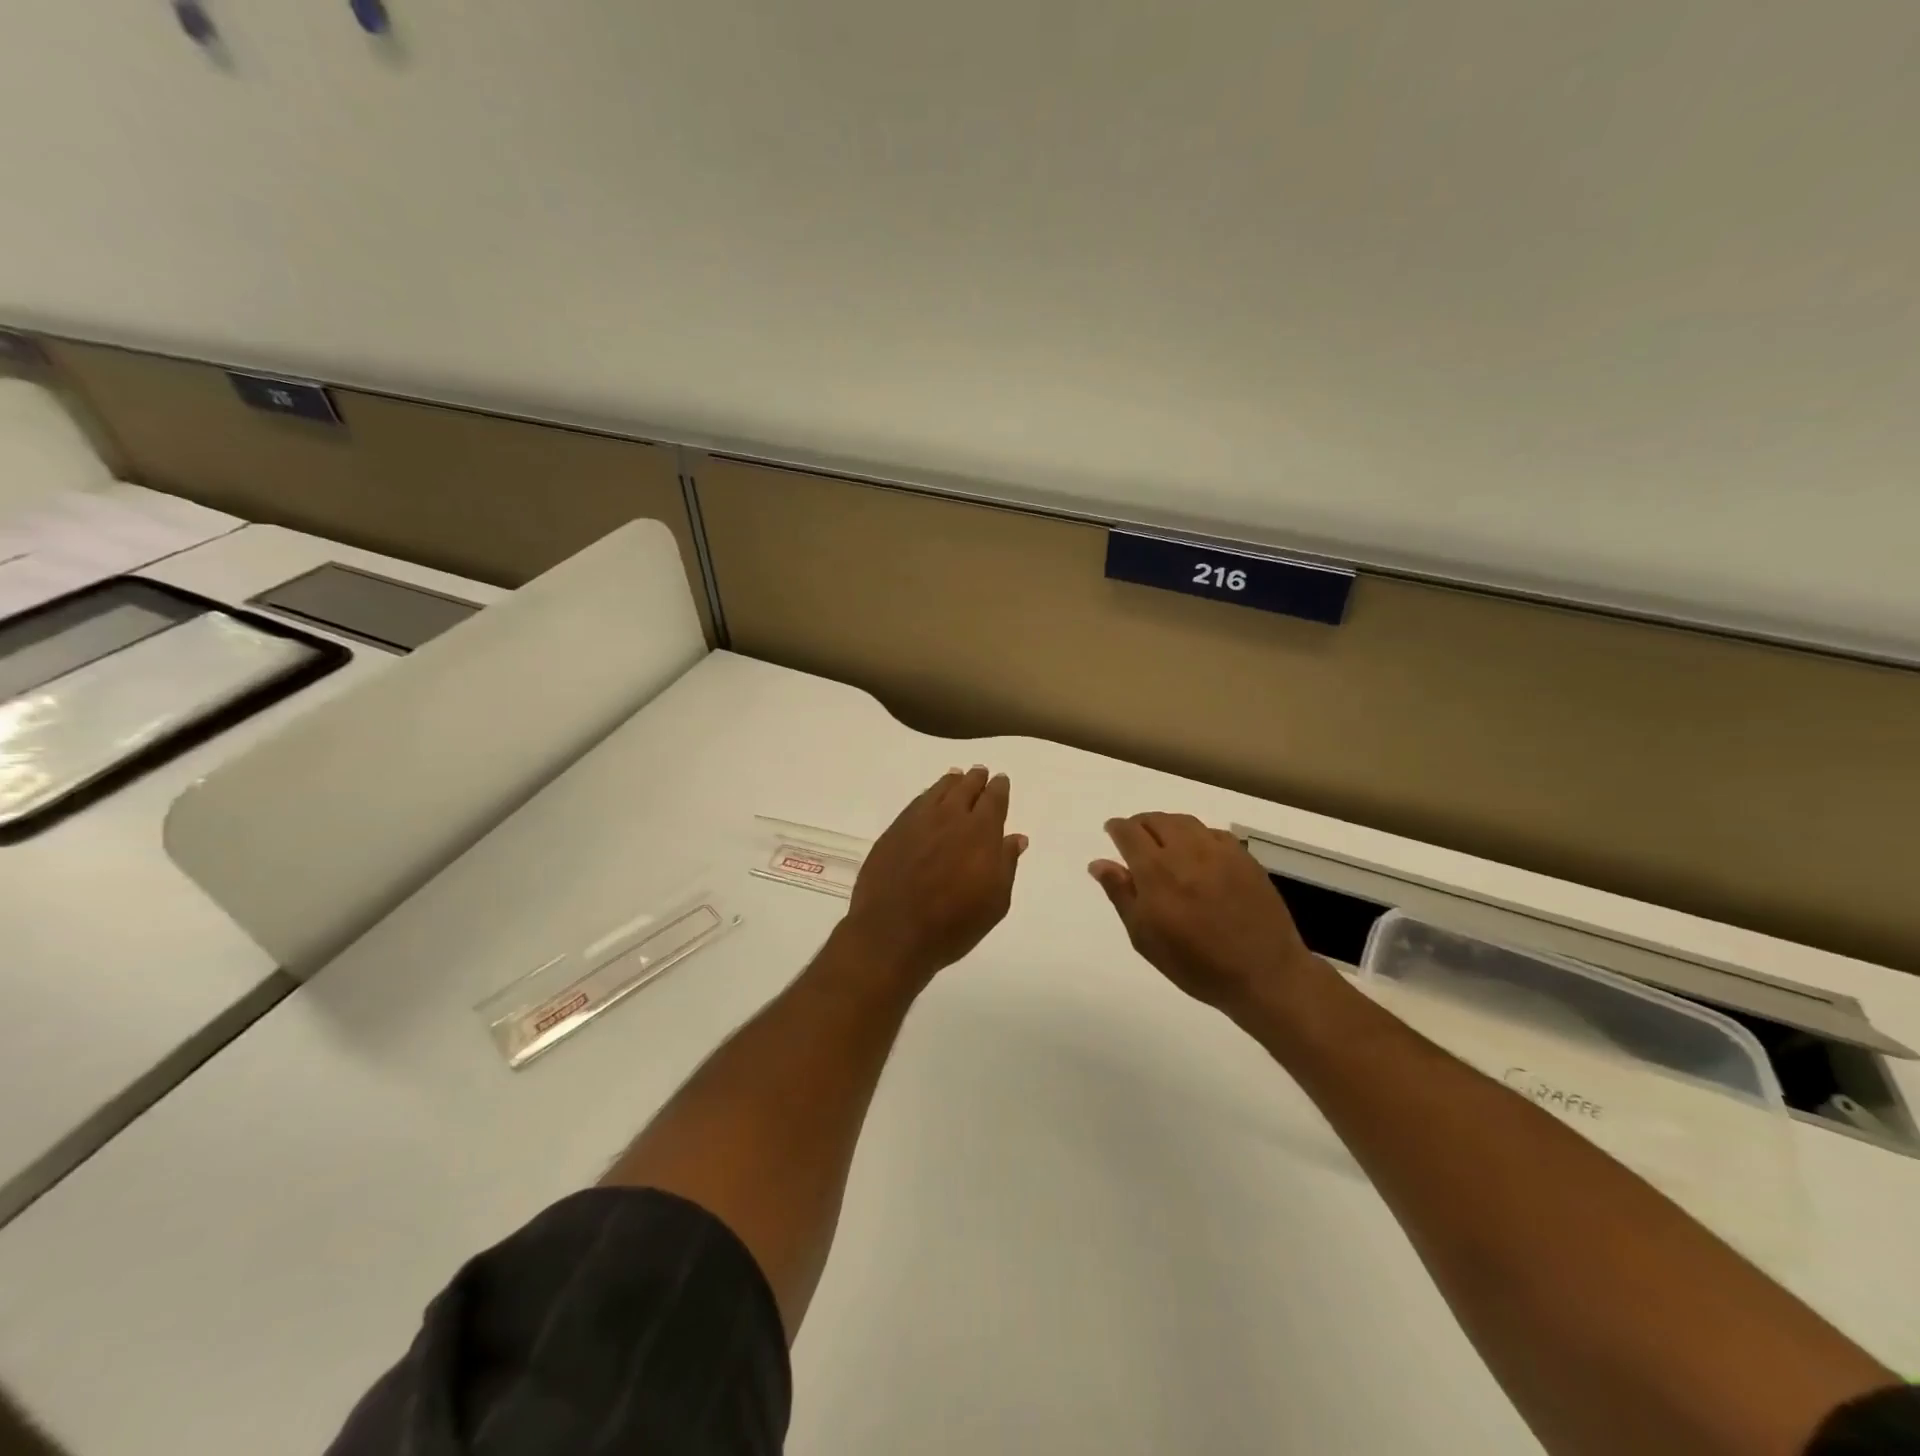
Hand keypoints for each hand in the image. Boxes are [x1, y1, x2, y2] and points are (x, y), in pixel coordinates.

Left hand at [841, 766, 1027, 987]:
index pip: (994, 799)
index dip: (999, 788)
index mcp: (980, 832)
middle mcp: (950, 817)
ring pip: (939, 791)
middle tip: (980, 773)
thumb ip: (1006, 864)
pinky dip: (928, 796)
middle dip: (975, 779)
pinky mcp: (894, 831)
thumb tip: (1016, 838)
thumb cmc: (953, 924)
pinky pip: (916, 803)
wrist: (893, 933)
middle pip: (965, 788)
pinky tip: (928, 799)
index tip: (1000, 781)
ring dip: (951, 782)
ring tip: (956, 777)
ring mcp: (918, 821)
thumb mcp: (994, 901)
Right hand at [1091, 812, 1325, 1024]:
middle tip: (1136, 839)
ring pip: (1185, 822)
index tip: (1112, 832)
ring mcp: (1219, 852)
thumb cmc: (1195, 964)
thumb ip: (1121, 894)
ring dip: (1167, 825)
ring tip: (1164, 841)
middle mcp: (1186, 852)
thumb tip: (1099, 863)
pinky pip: (1213, 833)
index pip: (1129, 832)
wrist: (1263, 975)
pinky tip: (1198, 853)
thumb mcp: (1145, 937)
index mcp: (1156, 871)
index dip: (1117, 828)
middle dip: (1140, 824)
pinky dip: (1197, 835)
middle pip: (1156, 820)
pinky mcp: (1244, 858)